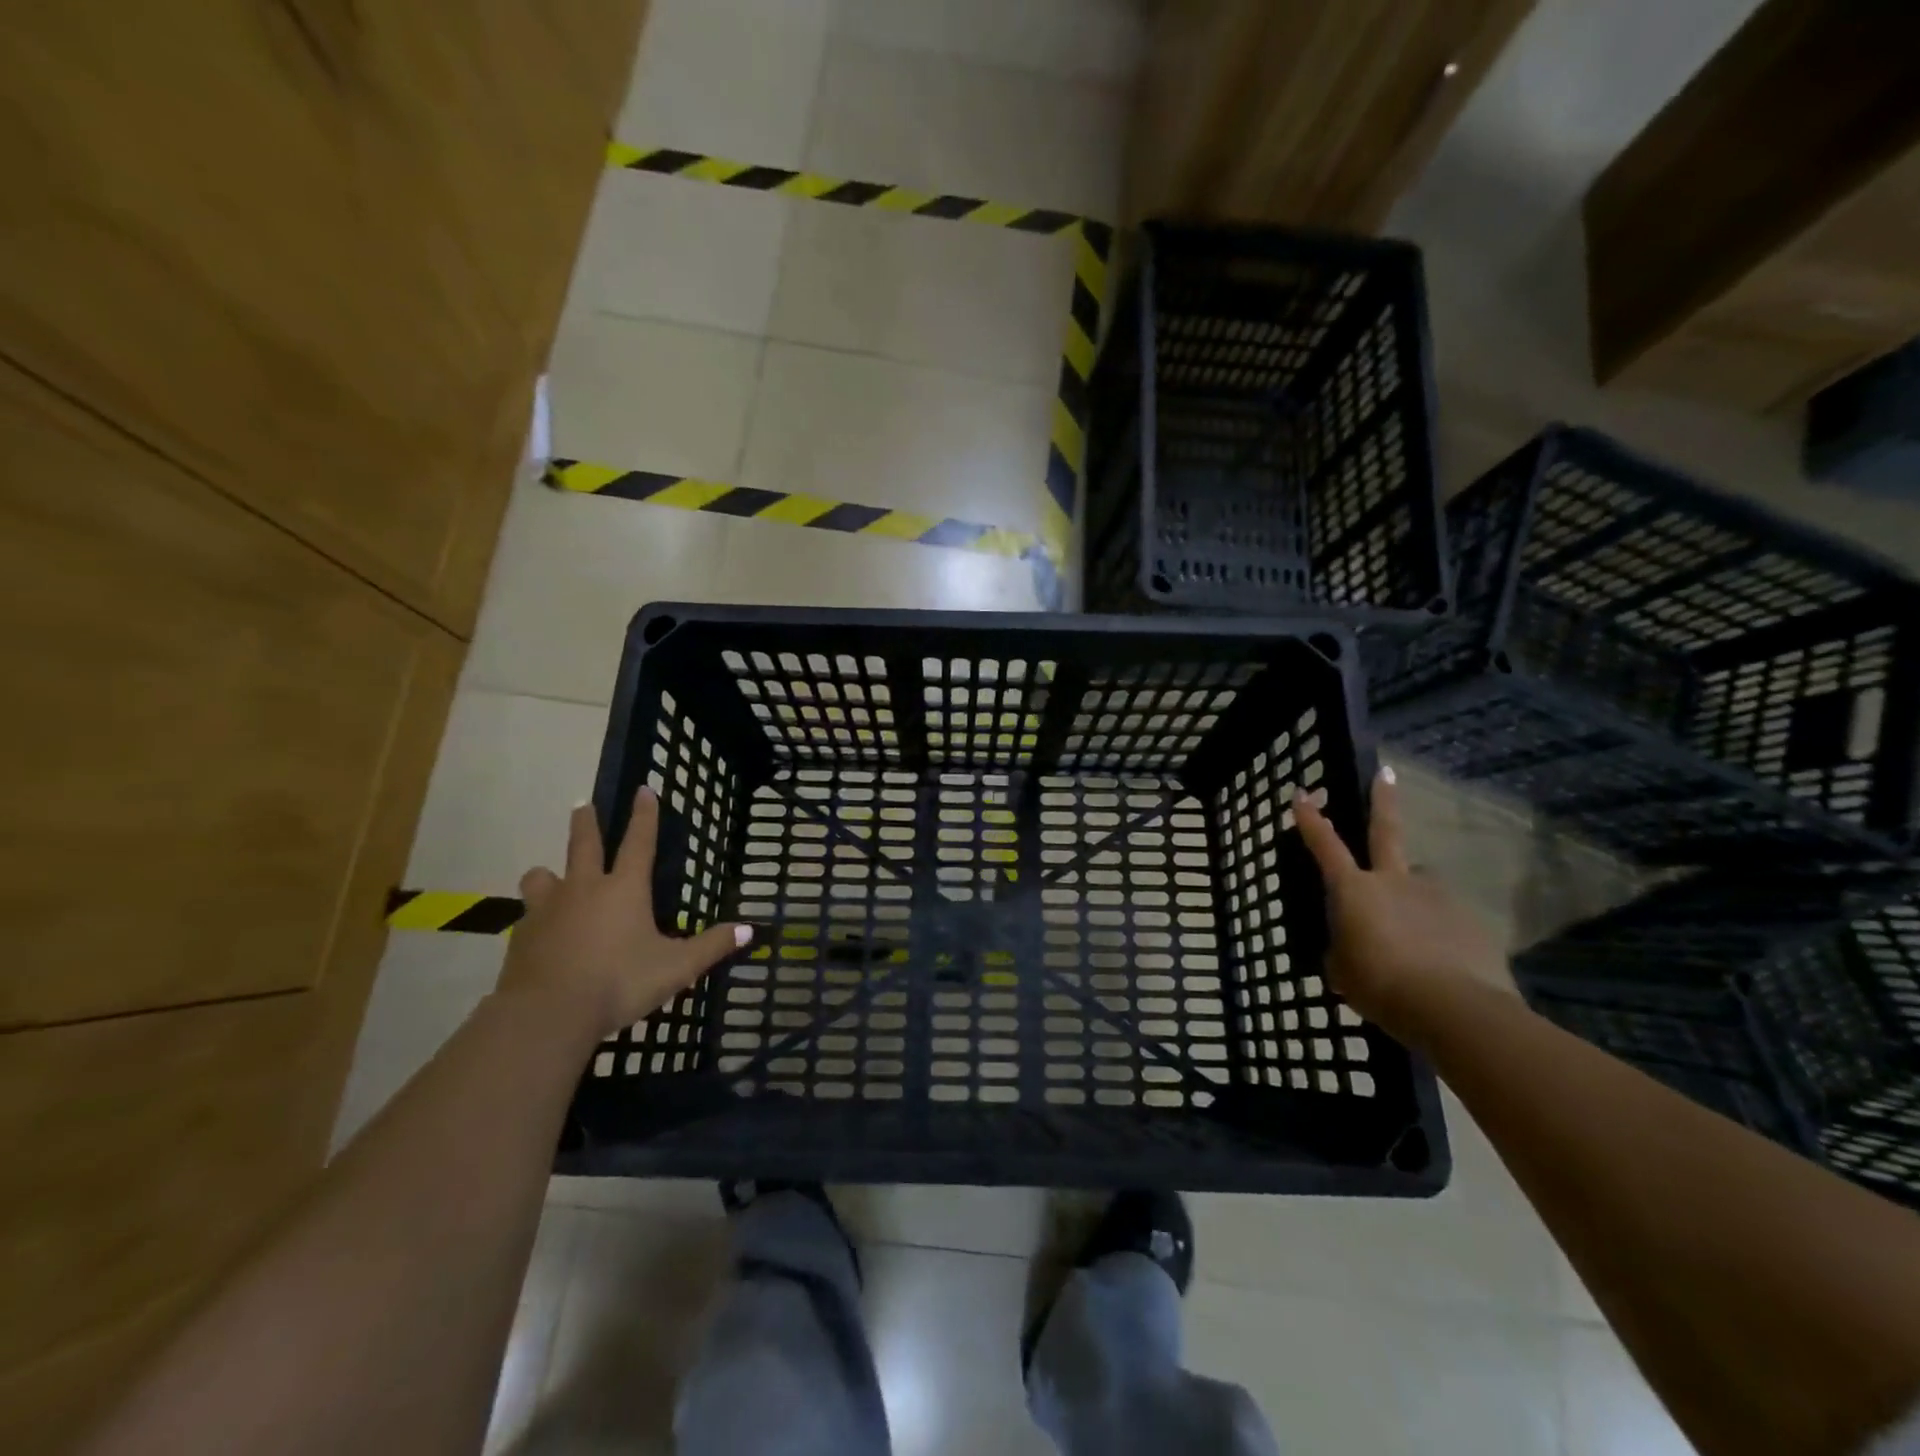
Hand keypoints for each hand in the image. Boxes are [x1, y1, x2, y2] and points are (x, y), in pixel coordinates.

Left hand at [497, 786, 749, 1042]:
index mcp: (625, 888)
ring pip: (542, 876)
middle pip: (583, 844)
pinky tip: (540, 930)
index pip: (639, 841)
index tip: (642, 789)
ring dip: (549, 872)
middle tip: (582, 804)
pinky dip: (536, 915)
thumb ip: (712, 946)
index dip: (644, 815)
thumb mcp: (676, 968)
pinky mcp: (521, 936)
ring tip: (550, 876)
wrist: (546, 1015)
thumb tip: (750, 930)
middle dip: (586, 822)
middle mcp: (584, 888)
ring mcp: (547, 910)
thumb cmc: (619, 983)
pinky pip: (528, 915)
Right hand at [1292, 767, 1514, 1039]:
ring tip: (1414, 935)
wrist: (1453, 1009)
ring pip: (1419, 886)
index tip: (1302, 794)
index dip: (1310, 820)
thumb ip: (1343, 949)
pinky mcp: (1470, 920)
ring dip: (1412, 899)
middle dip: (1383, 800)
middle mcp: (1394, 881)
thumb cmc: (1381, 986)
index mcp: (1354, 890)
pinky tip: (1441, 961)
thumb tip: (1352, 945)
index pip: (1325, 846)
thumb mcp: (1343, 972)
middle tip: (1387, 772)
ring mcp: (1435, 896)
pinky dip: (1438, 932)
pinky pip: (1445, 919)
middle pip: (1385, 830)